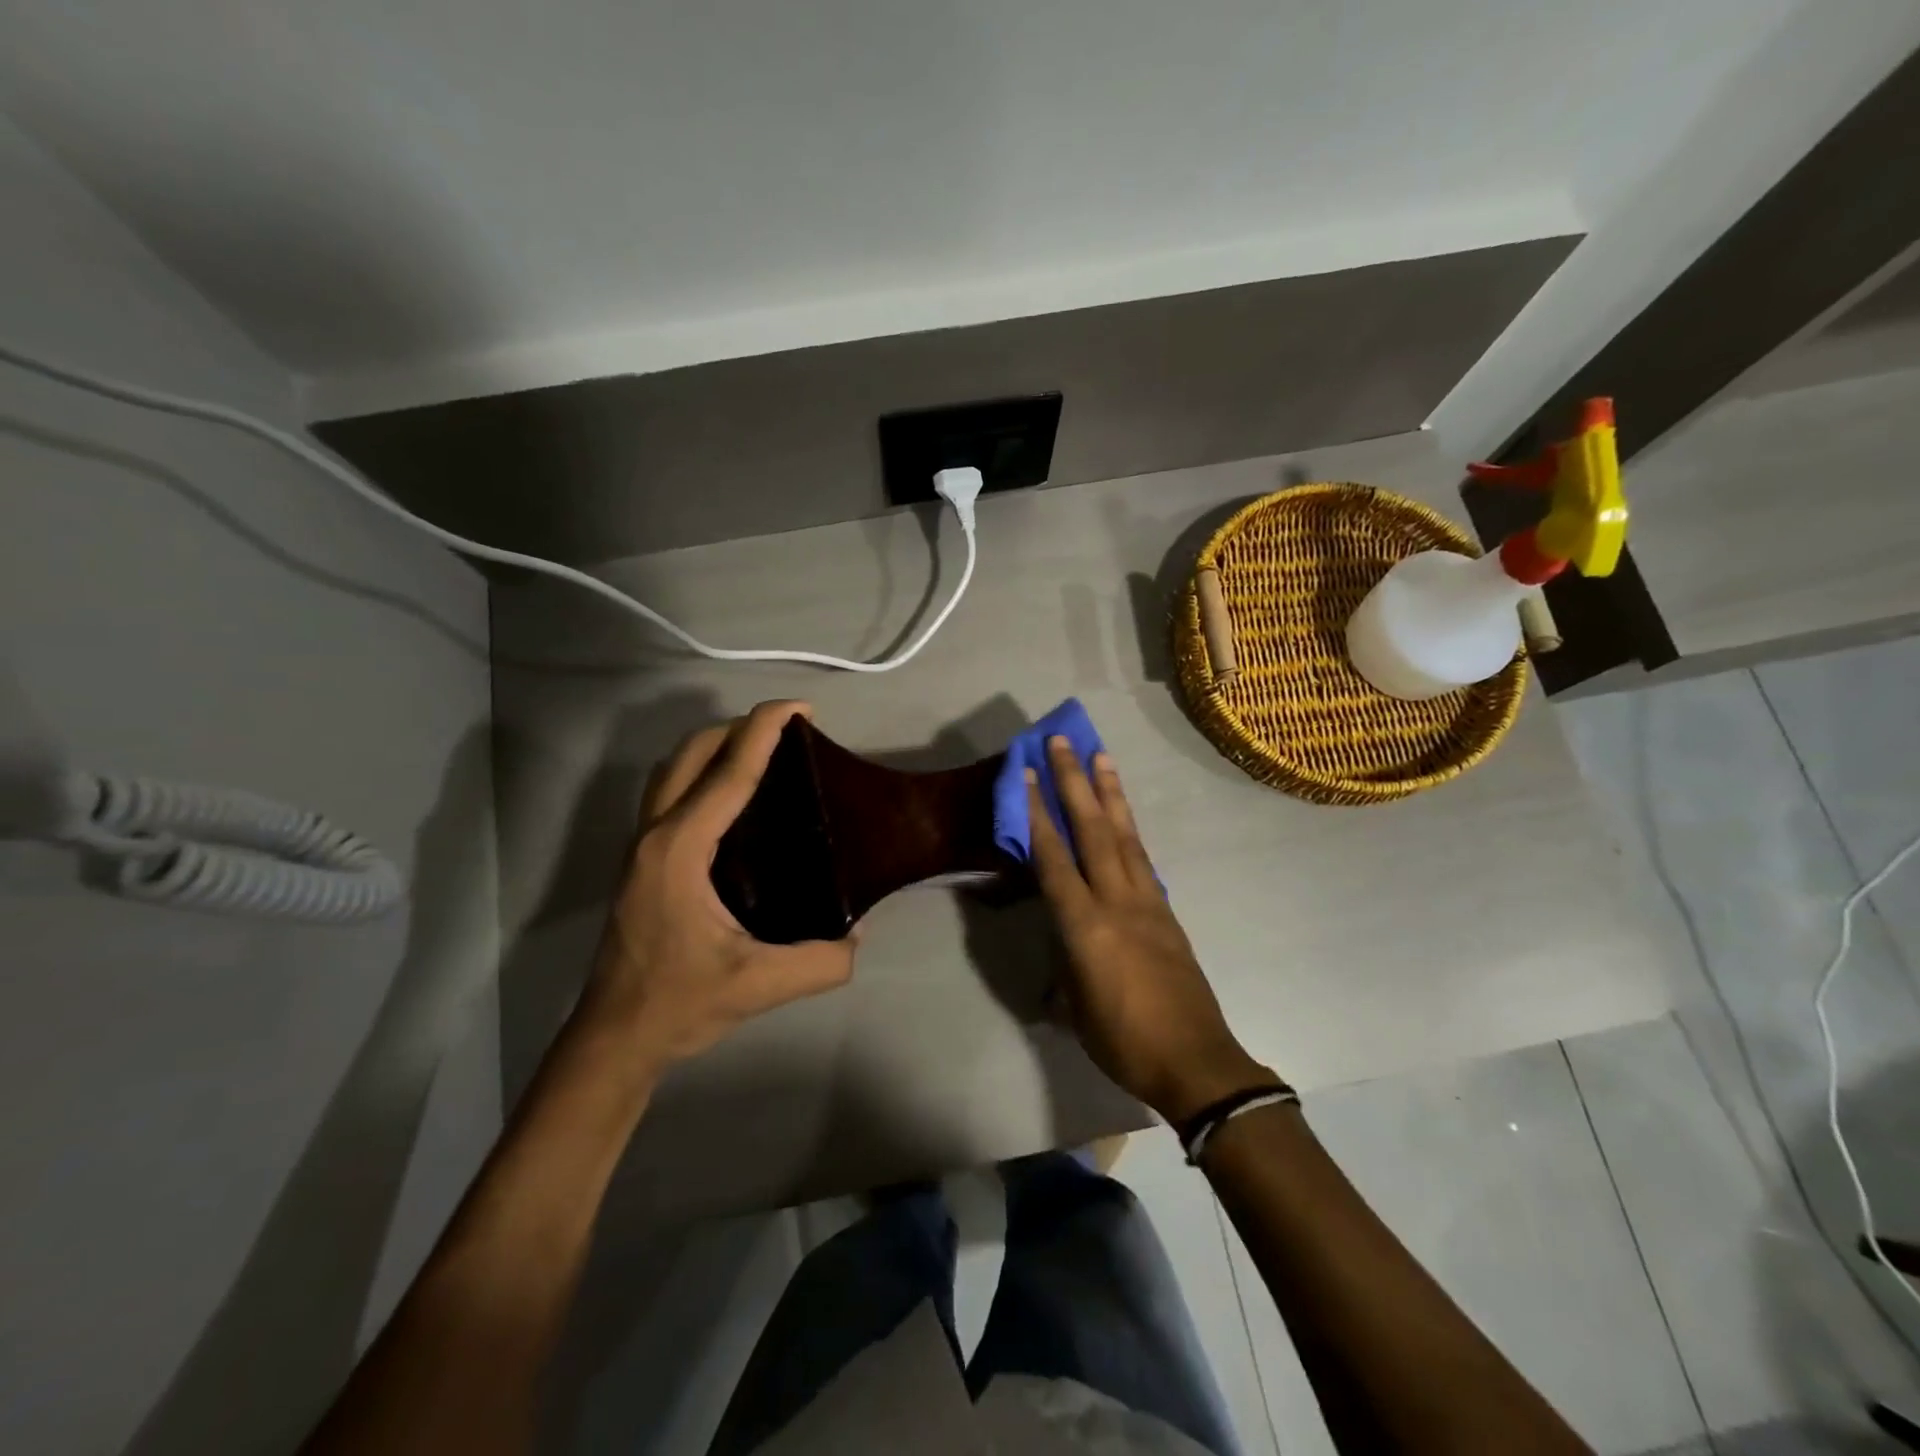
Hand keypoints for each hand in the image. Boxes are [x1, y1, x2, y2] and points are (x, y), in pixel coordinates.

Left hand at [578, 700, 855, 1069]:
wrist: (615, 1037)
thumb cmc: (679, 1003)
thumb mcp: (760, 986)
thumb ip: (821, 962)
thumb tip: (858, 936)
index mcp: (680, 849)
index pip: (728, 773)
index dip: (765, 731)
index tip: (801, 708)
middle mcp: (655, 834)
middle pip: (692, 754)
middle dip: (739, 728)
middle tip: (788, 731)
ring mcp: (641, 846)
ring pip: (673, 770)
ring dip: (715, 747)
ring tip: (761, 753)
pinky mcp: (641, 861)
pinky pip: (670, 793)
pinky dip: (701, 774)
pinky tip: (732, 800)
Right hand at [1026, 737, 1274, 1122]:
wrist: (1196, 1061)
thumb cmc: (1123, 1041)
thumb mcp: (1076, 1009)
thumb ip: (1063, 971)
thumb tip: (1057, 959)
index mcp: (1085, 926)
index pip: (1054, 858)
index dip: (1038, 813)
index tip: (1029, 774)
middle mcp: (1116, 901)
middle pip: (1093, 830)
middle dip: (1075, 782)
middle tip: (1064, 742)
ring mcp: (1147, 901)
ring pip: (1125, 835)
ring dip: (1110, 793)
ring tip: (1100, 756)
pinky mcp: (1166, 910)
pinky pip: (1143, 859)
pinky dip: (1130, 830)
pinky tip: (1124, 817)